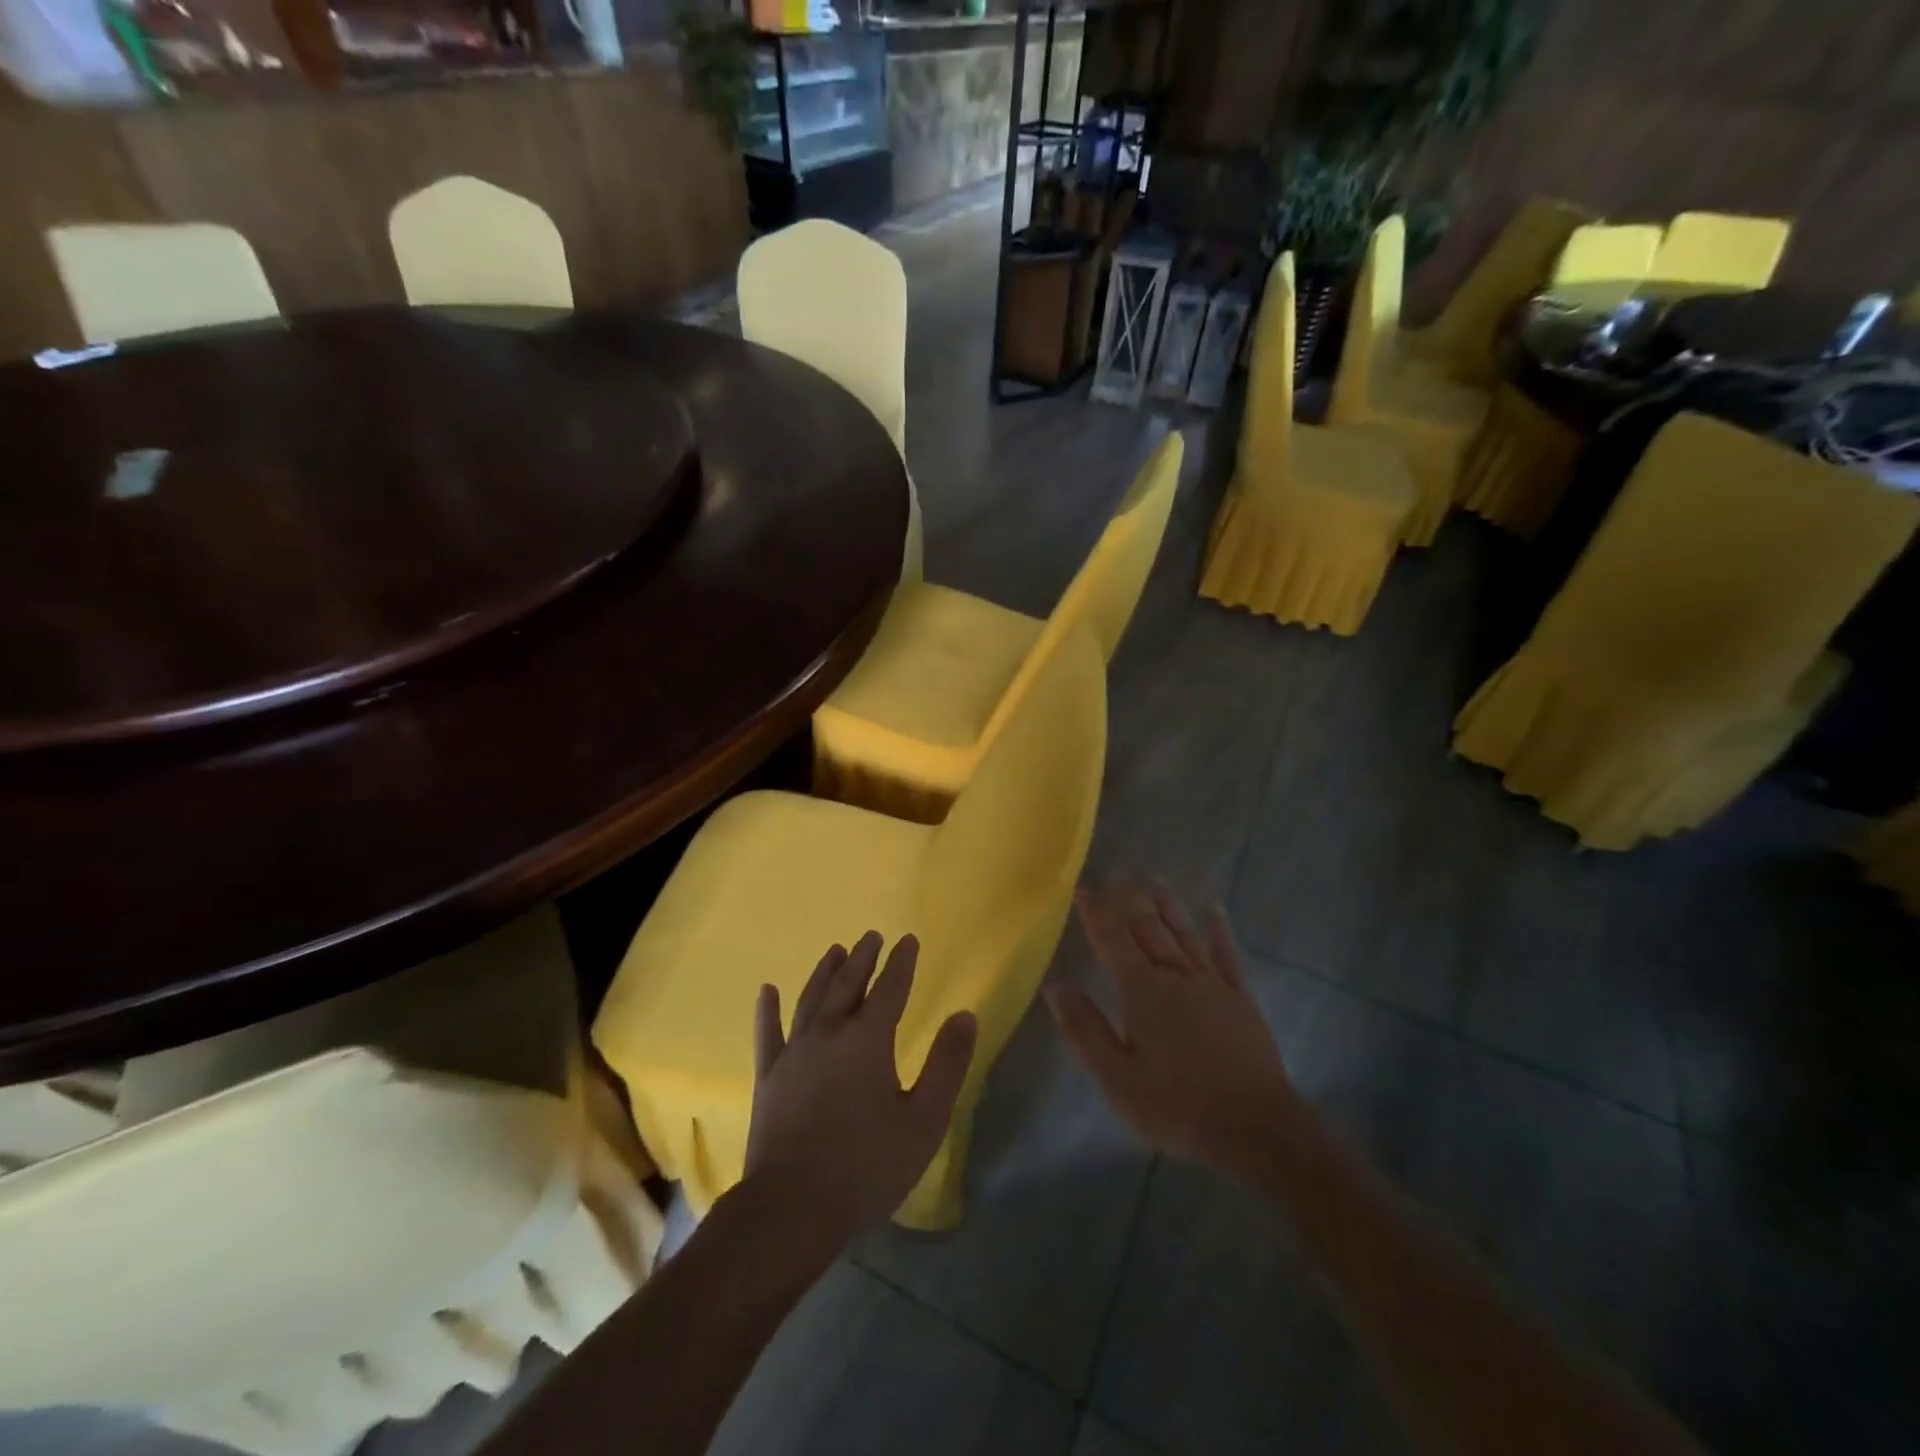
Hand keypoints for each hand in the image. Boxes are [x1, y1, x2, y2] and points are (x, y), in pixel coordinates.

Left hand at [745, 932, 976, 1245]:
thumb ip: (946, 1064)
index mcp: (869, 1039)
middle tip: (872, 936)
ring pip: (811, 999)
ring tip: (836, 950)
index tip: (908, 940)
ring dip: (825, 972)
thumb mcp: (924, 1119)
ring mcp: (794, 1052)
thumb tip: (965, 1015)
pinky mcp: (768, 1076)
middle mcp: (829, 1033)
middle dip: (863, 958)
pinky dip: (768, 1010)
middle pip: (848, 984)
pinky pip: (767, 1033)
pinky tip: (767, 991)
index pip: (890, 988)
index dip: (902, 963)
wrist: (793, 1207)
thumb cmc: (867, 1165)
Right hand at [1047, 880, 1298, 1180]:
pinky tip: (1214, 910)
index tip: (1083, 887)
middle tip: (1117, 872)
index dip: (1096, 912)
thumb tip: (1054, 984)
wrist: (1255, 1128)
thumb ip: (1084, 1028)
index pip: (1112, 940)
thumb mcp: (1116, 1077)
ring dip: (1168, 904)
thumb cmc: (1177, 1106)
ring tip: (1155, 878)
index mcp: (1142, 990)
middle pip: (1148, 928)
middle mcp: (1175, 975)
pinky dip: (1219, 930)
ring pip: (1184, 933)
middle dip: (1129, 899)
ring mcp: (1212, 984)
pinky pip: (1227, 955)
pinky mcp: (1240, 999)